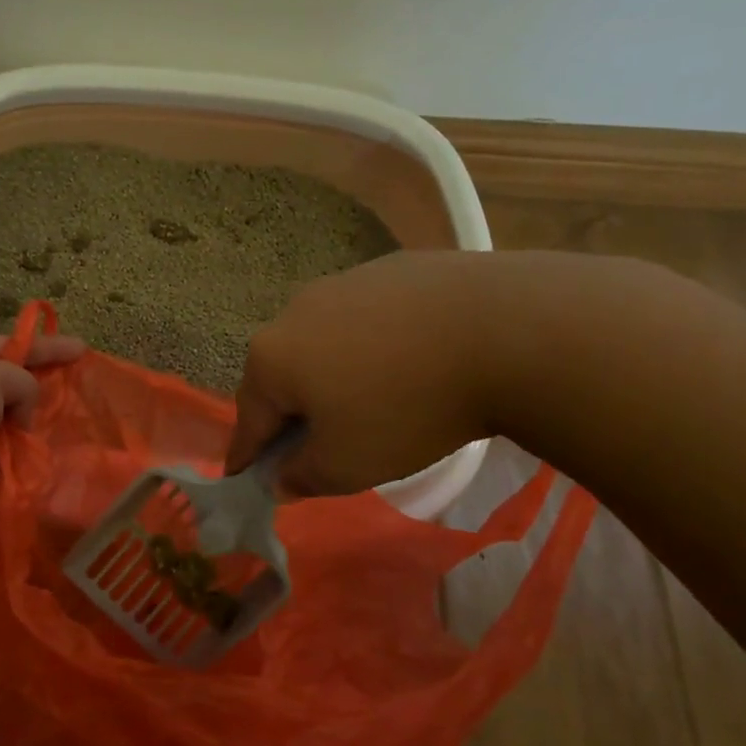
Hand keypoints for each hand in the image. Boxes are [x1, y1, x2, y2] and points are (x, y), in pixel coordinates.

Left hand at [0, 331, 84, 536]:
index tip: (84, 350)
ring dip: (30, 440)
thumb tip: (21, 415)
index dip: (50, 347)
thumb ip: (22, 383)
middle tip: (78, 407)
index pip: (15, 345)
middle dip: (42, 398)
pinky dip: (15, 471)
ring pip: (6, 432)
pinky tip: (40, 478)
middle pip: (11, 390)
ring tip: (65, 448)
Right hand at [226, 250, 509, 496]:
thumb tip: (280, 478)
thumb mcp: (348, 465)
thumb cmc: (407, 408)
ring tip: (371, 398)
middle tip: (317, 443)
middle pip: (281, 374)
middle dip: (291, 410)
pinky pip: (367, 316)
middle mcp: (294, 312)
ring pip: (323, 341)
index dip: (245, 453)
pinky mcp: (391, 266)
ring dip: (331, 372)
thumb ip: (302, 476)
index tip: (240, 474)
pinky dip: (374, 342)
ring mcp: (343, 282)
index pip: (248, 418)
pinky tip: (410, 359)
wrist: (506, 330)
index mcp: (272, 358)